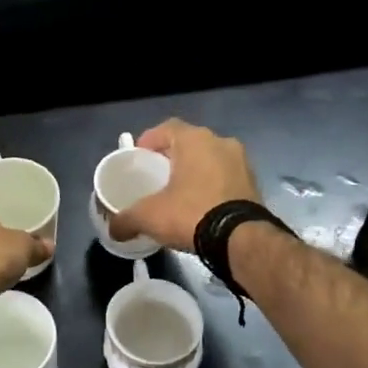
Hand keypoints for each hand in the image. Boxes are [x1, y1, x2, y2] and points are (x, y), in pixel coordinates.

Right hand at [109, 119, 260, 250]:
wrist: (241, 239)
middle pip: (189, 143)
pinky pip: (225, 178)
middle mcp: (221, 143)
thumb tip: (113, 229)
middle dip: (172, 157)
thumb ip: (126, 219)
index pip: (167, 128)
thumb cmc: (191, 213)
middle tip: (157, 175)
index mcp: (195, 140)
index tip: (139, 156)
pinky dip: (212, 186)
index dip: (150, 140)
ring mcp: (242, 163)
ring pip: (210, 160)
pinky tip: (201, 205)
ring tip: (179, 192)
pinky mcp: (254, 184)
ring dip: (195, 171)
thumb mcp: (149, 216)